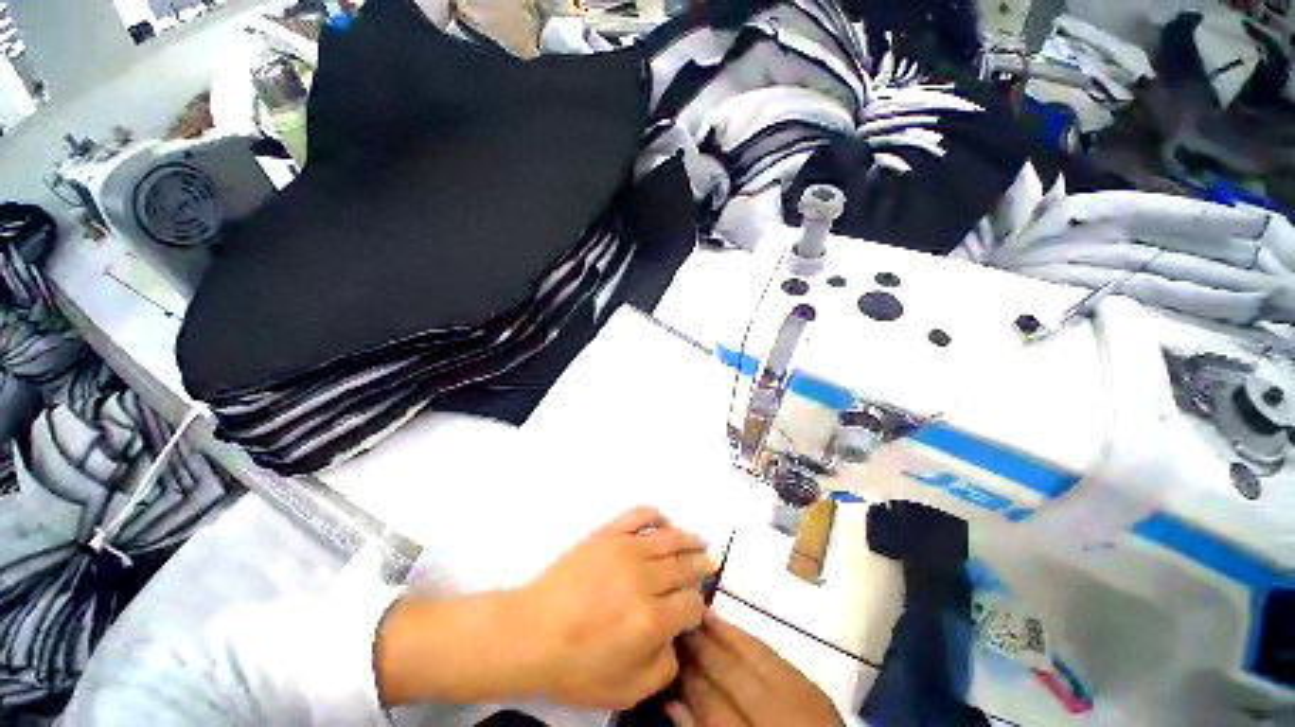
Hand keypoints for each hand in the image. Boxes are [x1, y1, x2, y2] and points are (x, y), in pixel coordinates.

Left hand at [513, 506, 715, 708]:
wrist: (530, 632)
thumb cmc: (574, 666)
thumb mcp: (624, 690)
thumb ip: (663, 669)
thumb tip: (677, 639)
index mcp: (651, 620)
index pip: (692, 604)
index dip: (697, 607)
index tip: (693, 608)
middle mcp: (645, 579)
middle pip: (685, 566)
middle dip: (701, 565)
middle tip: (709, 562)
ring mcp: (625, 550)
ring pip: (669, 538)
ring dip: (688, 539)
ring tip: (699, 540)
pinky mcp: (607, 533)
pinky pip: (639, 515)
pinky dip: (655, 515)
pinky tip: (663, 520)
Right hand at [667, 611, 840, 726]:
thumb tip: (671, 703)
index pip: (712, 706)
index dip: (689, 676)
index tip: (670, 649)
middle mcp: (777, 718)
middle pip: (733, 676)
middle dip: (704, 648)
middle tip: (681, 623)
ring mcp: (800, 701)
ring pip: (756, 658)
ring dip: (728, 635)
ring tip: (705, 614)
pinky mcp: (815, 688)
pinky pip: (777, 657)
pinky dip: (753, 641)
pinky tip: (736, 628)